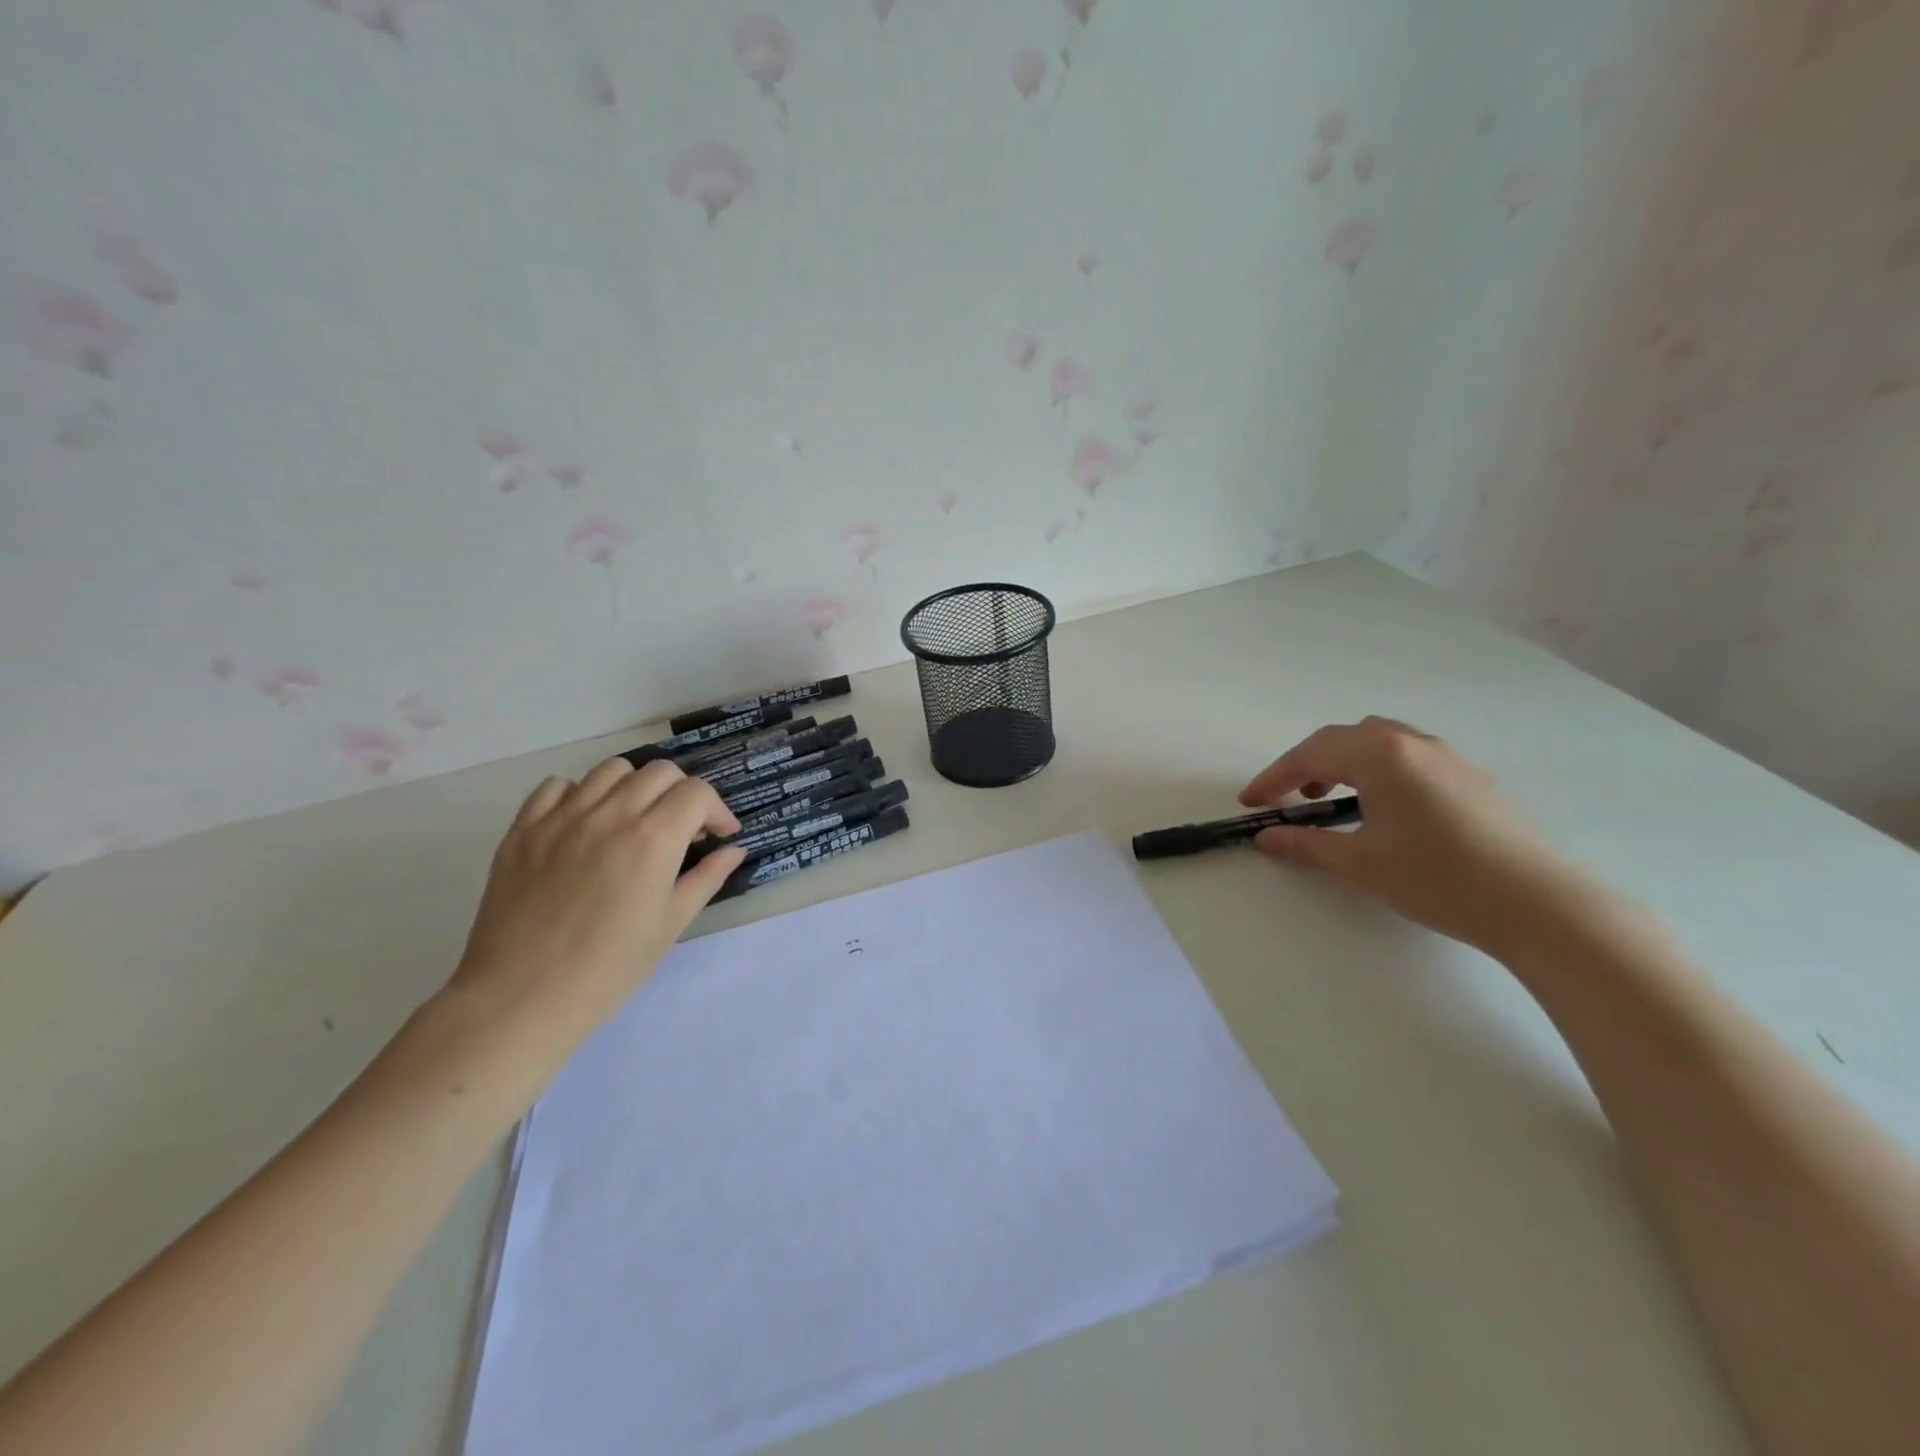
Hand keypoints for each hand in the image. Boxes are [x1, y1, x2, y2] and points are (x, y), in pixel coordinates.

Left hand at [441, 757, 745, 1070]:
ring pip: (612, 770)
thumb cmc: (608, 969)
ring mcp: (562, 818)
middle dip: (683, 794)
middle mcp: (610, 815)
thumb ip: (707, 878)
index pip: (696, 792)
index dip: (717, 810)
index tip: (719, 836)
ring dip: (635, 787)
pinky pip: (557, 786)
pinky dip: (581, 795)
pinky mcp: (523, 829)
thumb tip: (733, 850)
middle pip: (660, 772)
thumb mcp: (670, 925)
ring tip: (635, 820)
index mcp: (652, 840)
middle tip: (682, 830)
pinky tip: (586, 824)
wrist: (521, 998)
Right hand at [1240, 717, 1600, 956]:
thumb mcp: (1359, 863)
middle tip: (1288, 798)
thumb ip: (1306, 845)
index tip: (1251, 802)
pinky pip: (1408, 756)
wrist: (1538, 904)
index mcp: (1380, 755)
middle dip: (1307, 763)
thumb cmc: (1436, 878)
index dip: (1274, 776)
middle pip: (1344, 738)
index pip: (1311, 754)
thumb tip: (1266, 838)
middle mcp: (1413, 744)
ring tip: (1331, 797)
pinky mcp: (1471, 778)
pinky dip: (1378, 770)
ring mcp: (1448, 757)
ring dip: (1344, 762)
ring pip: (1380, 742)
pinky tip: (1382, 807)